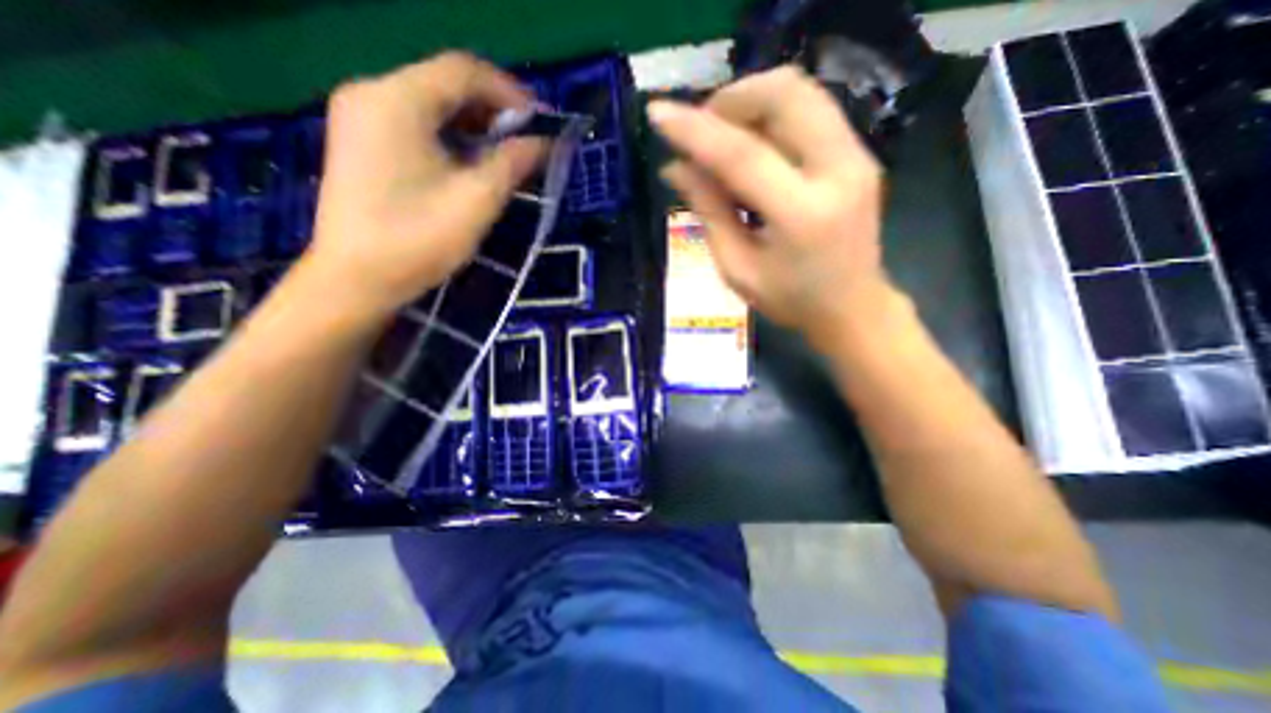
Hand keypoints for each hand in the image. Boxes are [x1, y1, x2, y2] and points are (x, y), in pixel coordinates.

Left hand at [311, 54, 549, 321]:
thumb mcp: (477, 200)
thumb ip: (513, 163)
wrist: (357, 279)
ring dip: (474, 126)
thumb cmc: (419, 239)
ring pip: (431, 105)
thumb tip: (543, 143)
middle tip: (526, 143)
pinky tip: (470, 164)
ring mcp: (361, 118)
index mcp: (397, 100)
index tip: (541, 124)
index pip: (463, 71)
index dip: (510, 93)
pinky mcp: (361, 143)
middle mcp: (372, 94)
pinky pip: (415, 124)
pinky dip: (450, 137)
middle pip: (445, 84)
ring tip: (505, 155)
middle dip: (493, 111)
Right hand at [647, 63, 890, 348]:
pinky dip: (770, 114)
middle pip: (785, 95)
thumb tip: (675, 169)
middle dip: (730, 100)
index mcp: (802, 214)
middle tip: (699, 130)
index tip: (659, 114)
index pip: (743, 155)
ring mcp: (857, 156)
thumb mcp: (738, 268)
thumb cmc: (789, 300)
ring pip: (800, 91)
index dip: (696, 131)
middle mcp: (839, 171)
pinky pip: (811, 109)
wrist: (852, 307)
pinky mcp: (859, 153)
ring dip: (750, 102)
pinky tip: (749, 143)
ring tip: (719, 135)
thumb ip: (709, 213)